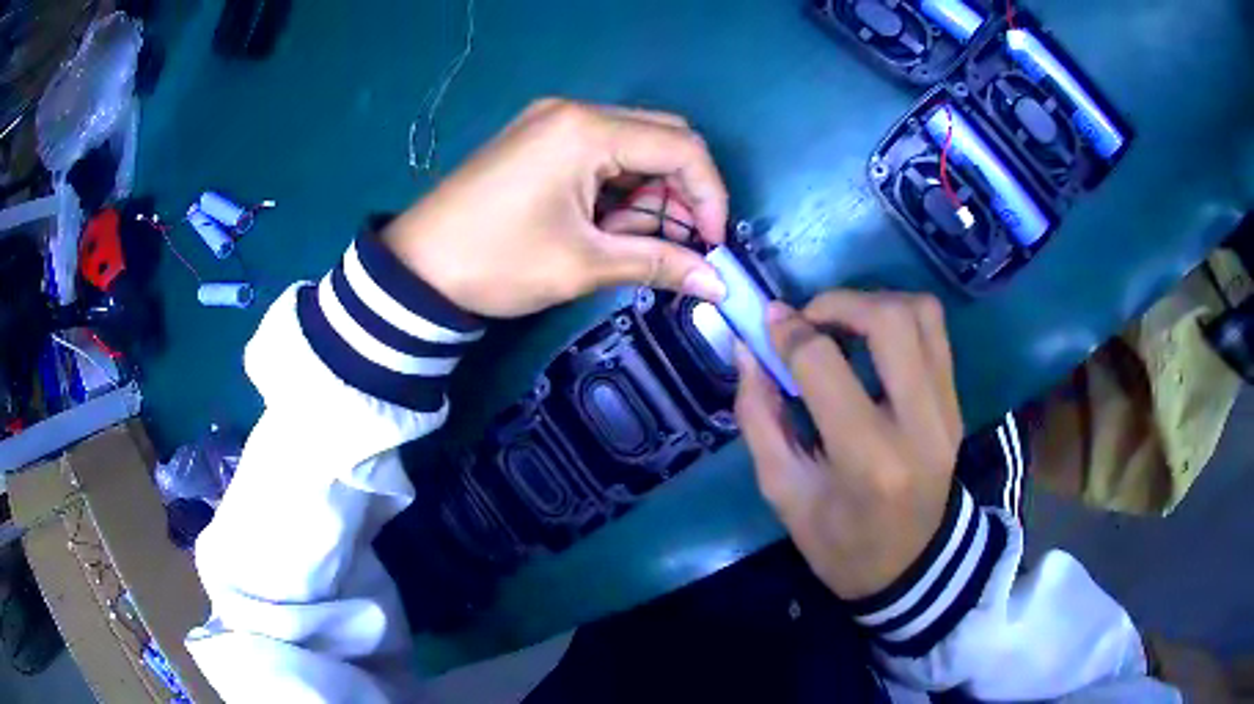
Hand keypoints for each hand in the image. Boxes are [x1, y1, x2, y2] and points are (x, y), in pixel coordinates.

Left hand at [383, 99, 728, 317]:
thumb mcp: (582, 264)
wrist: (415, 268)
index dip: (709, 197)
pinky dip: (620, 184)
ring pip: (635, 144)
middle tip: (677, 242)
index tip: (710, 245)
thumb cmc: (496, 262)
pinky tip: (607, 220)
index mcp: (588, 130)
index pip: (682, 148)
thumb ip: (657, 263)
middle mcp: (576, 111)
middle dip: (682, 191)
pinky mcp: (539, 137)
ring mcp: (553, 120)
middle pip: (663, 137)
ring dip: (651, 190)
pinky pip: (602, 150)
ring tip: (631, 238)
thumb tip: (717, 285)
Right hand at [734, 292, 962, 598]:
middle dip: (837, 302)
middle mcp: (918, 424)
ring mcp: (947, 410)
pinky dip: (899, 317)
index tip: (768, 324)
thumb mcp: (784, 493)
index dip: (788, 333)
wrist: (912, 566)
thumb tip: (750, 347)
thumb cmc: (840, 543)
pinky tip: (872, 341)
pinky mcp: (956, 402)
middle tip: (808, 320)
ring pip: (921, 313)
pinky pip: (935, 331)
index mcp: (867, 460)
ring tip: (842, 326)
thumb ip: (760, 417)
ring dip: (873, 302)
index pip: (825, 365)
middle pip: (890, 320)